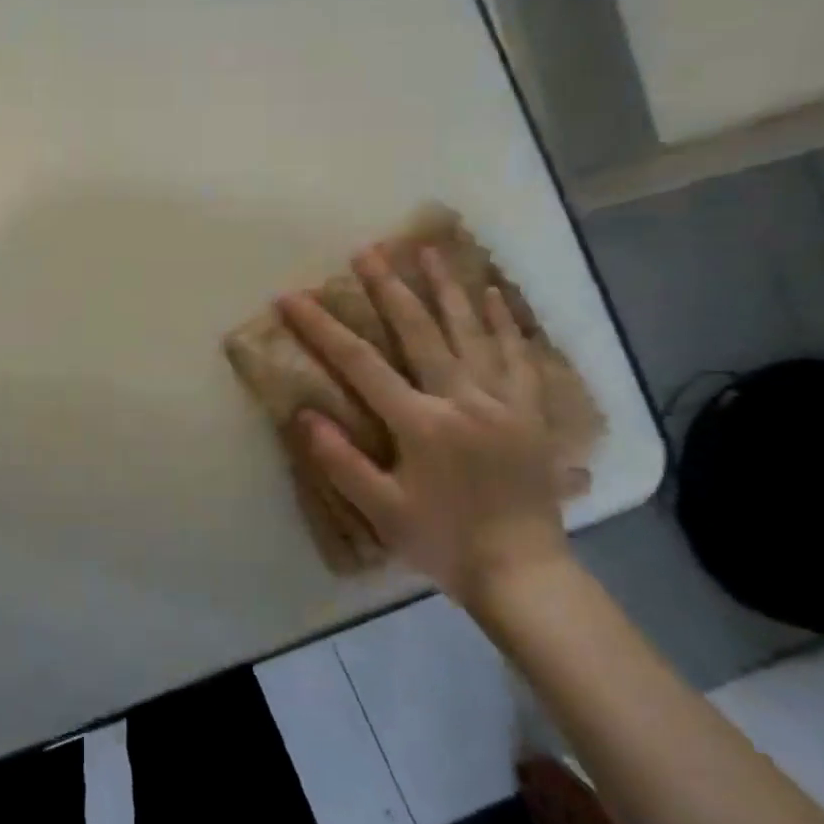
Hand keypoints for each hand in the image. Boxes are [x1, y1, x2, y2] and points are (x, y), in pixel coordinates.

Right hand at [276, 245, 566, 606]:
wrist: (523, 572)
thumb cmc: (444, 542)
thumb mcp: (381, 511)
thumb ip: (341, 461)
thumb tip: (304, 414)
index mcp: (422, 423)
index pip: (361, 364)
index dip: (323, 328)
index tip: (293, 297)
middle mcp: (463, 399)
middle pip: (421, 331)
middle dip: (389, 288)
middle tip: (367, 251)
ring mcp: (503, 401)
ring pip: (473, 332)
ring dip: (448, 288)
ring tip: (430, 250)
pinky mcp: (531, 412)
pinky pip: (519, 355)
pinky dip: (505, 321)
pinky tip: (493, 293)